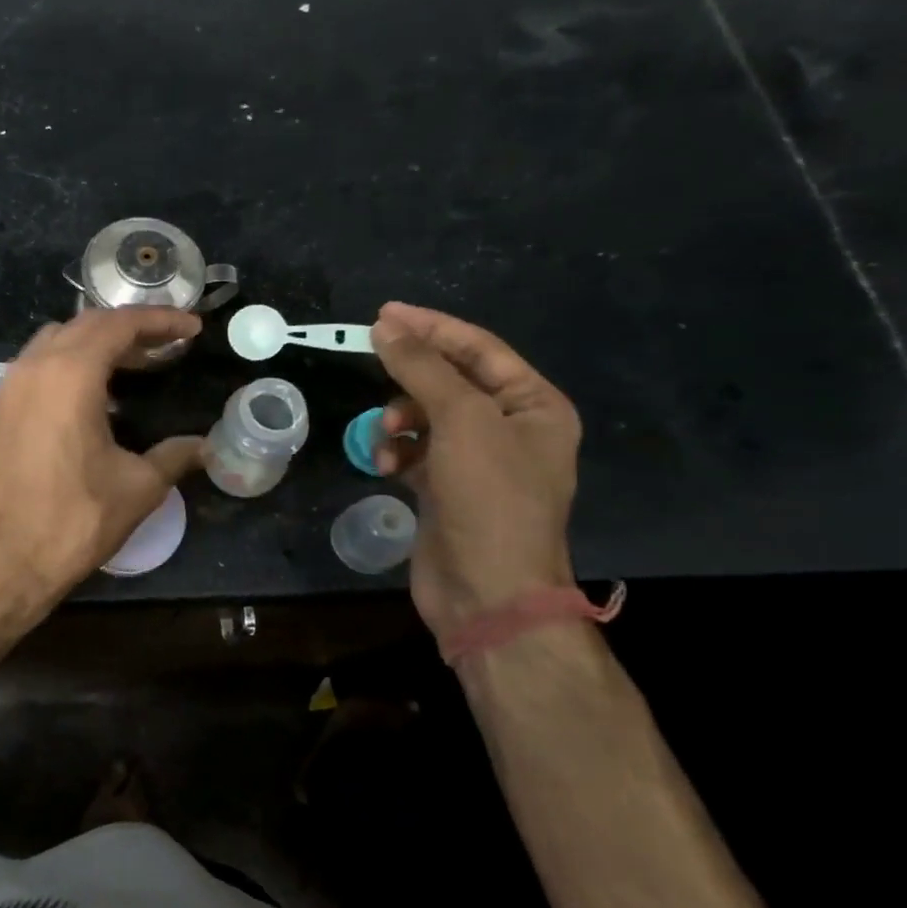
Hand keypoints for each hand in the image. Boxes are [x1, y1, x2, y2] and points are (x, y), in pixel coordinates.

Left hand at [0, 307, 207, 608]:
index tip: (191, 329)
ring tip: (131, 367)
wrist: (3, 564)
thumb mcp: (138, 487)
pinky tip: (88, 398)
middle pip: (85, 326)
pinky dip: (65, 367)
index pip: (119, 325)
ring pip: (54, 343)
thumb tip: (205, 446)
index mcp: (69, 374)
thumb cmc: (75, 520)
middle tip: (166, 346)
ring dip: (94, 345)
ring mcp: (6, 389)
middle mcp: (32, 368)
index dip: (160, 321)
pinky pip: (34, 369)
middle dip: (129, 329)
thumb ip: (174, 456)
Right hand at [368, 302, 580, 640]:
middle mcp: (509, 429)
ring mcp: (477, 462)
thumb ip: (422, 369)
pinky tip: (385, 467)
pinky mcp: (446, 489)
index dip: (431, 328)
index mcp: (533, 405)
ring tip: (386, 436)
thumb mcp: (460, 421)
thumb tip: (386, 327)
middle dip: (410, 379)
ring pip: (425, 417)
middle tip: (373, 365)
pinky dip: (396, 453)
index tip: (382, 314)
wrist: (488, 593)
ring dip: (398, 420)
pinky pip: (414, 452)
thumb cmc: (489, 498)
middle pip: (449, 381)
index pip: (479, 349)